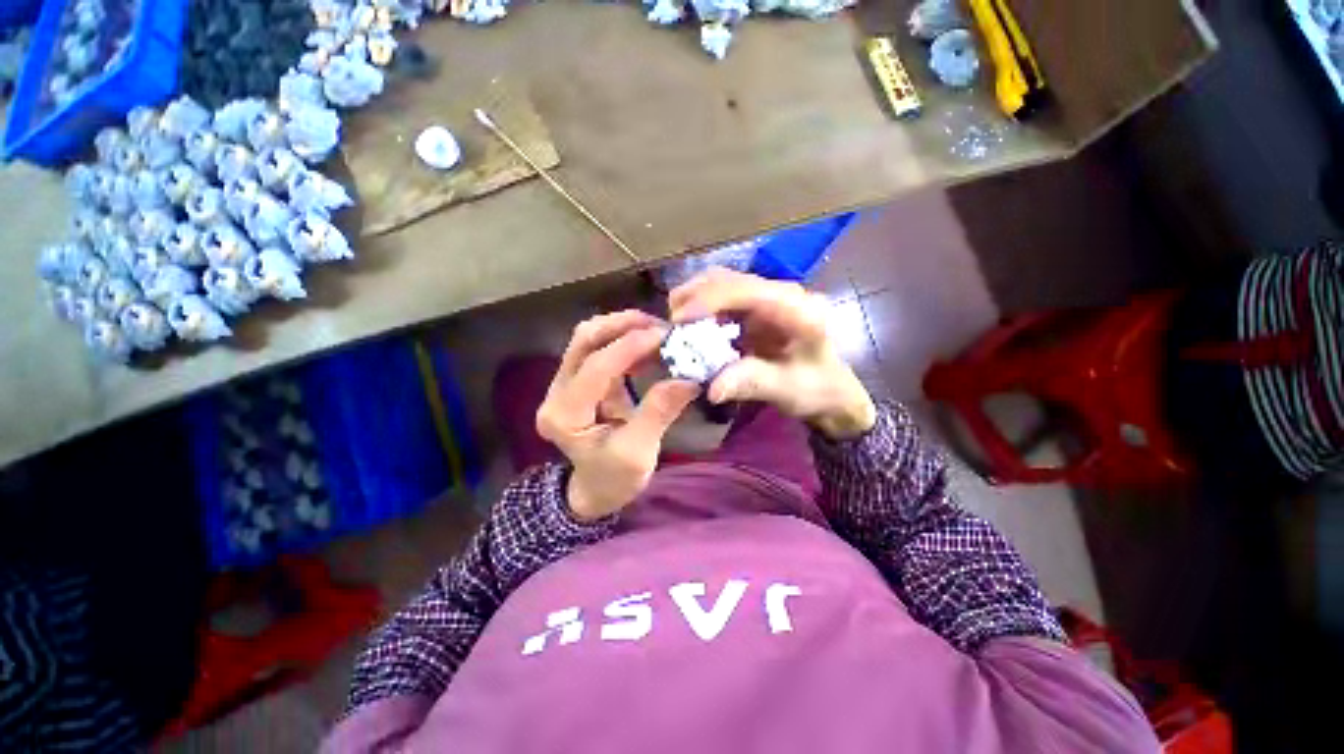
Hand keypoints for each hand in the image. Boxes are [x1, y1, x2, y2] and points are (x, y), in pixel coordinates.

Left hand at [537, 311, 701, 520]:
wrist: (596, 489)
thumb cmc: (614, 479)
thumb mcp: (639, 453)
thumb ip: (659, 412)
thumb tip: (689, 378)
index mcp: (564, 415)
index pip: (595, 368)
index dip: (630, 347)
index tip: (665, 335)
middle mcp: (557, 393)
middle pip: (583, 341)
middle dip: (622, 325)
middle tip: (660, 325)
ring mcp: (566, 383)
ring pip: (589, 339)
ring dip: (623, 328)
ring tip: (658, 330)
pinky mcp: (581, 380)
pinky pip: (600, 349)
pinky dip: (625, 341)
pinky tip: (649, 344)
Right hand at [669, 268, 876, 439]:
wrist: (829, 389)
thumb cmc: (815, 389)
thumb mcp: (787, 390)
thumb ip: (752, 383)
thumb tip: (712, 388)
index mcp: (797, 309)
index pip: (749, 290)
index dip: (711, 299)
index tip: (679, 319)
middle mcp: (781, 293)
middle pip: (729, 279)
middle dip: (694, 295)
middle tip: (670, 323)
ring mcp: (766, 297)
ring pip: (721, 283)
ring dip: (694, 299)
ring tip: (676, 325)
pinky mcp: (754, 308)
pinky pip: (721, 299)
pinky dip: (701, 309)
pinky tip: (691, 328)